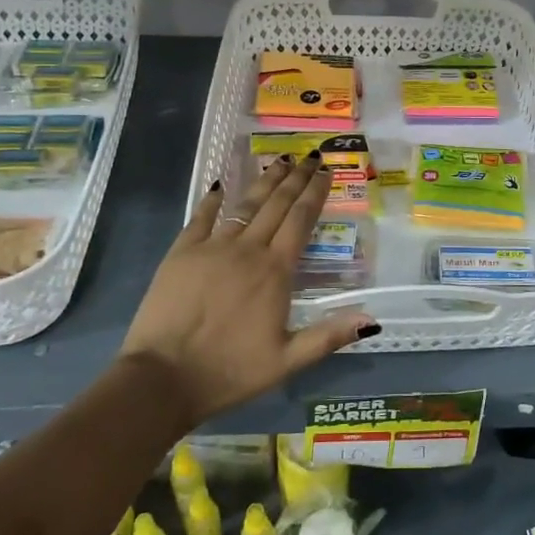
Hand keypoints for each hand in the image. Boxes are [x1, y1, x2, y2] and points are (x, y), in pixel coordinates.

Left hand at [119, 155, 376, 426]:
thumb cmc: (229, 371)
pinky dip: (213, 200)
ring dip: (264, 182)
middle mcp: (247, 250)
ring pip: (245, 205)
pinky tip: (221, 185)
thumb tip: (372, 319)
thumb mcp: (287, 361)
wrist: (163, 378)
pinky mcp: (181, 253)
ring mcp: (212, 247)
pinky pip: (201, 218)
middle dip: (296, 178)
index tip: (326, 171)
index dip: (315, 193)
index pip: (301, 220)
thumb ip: (328, 336)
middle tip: (310, 157)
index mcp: (275, 271)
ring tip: (280, 161)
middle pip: (276, 205)